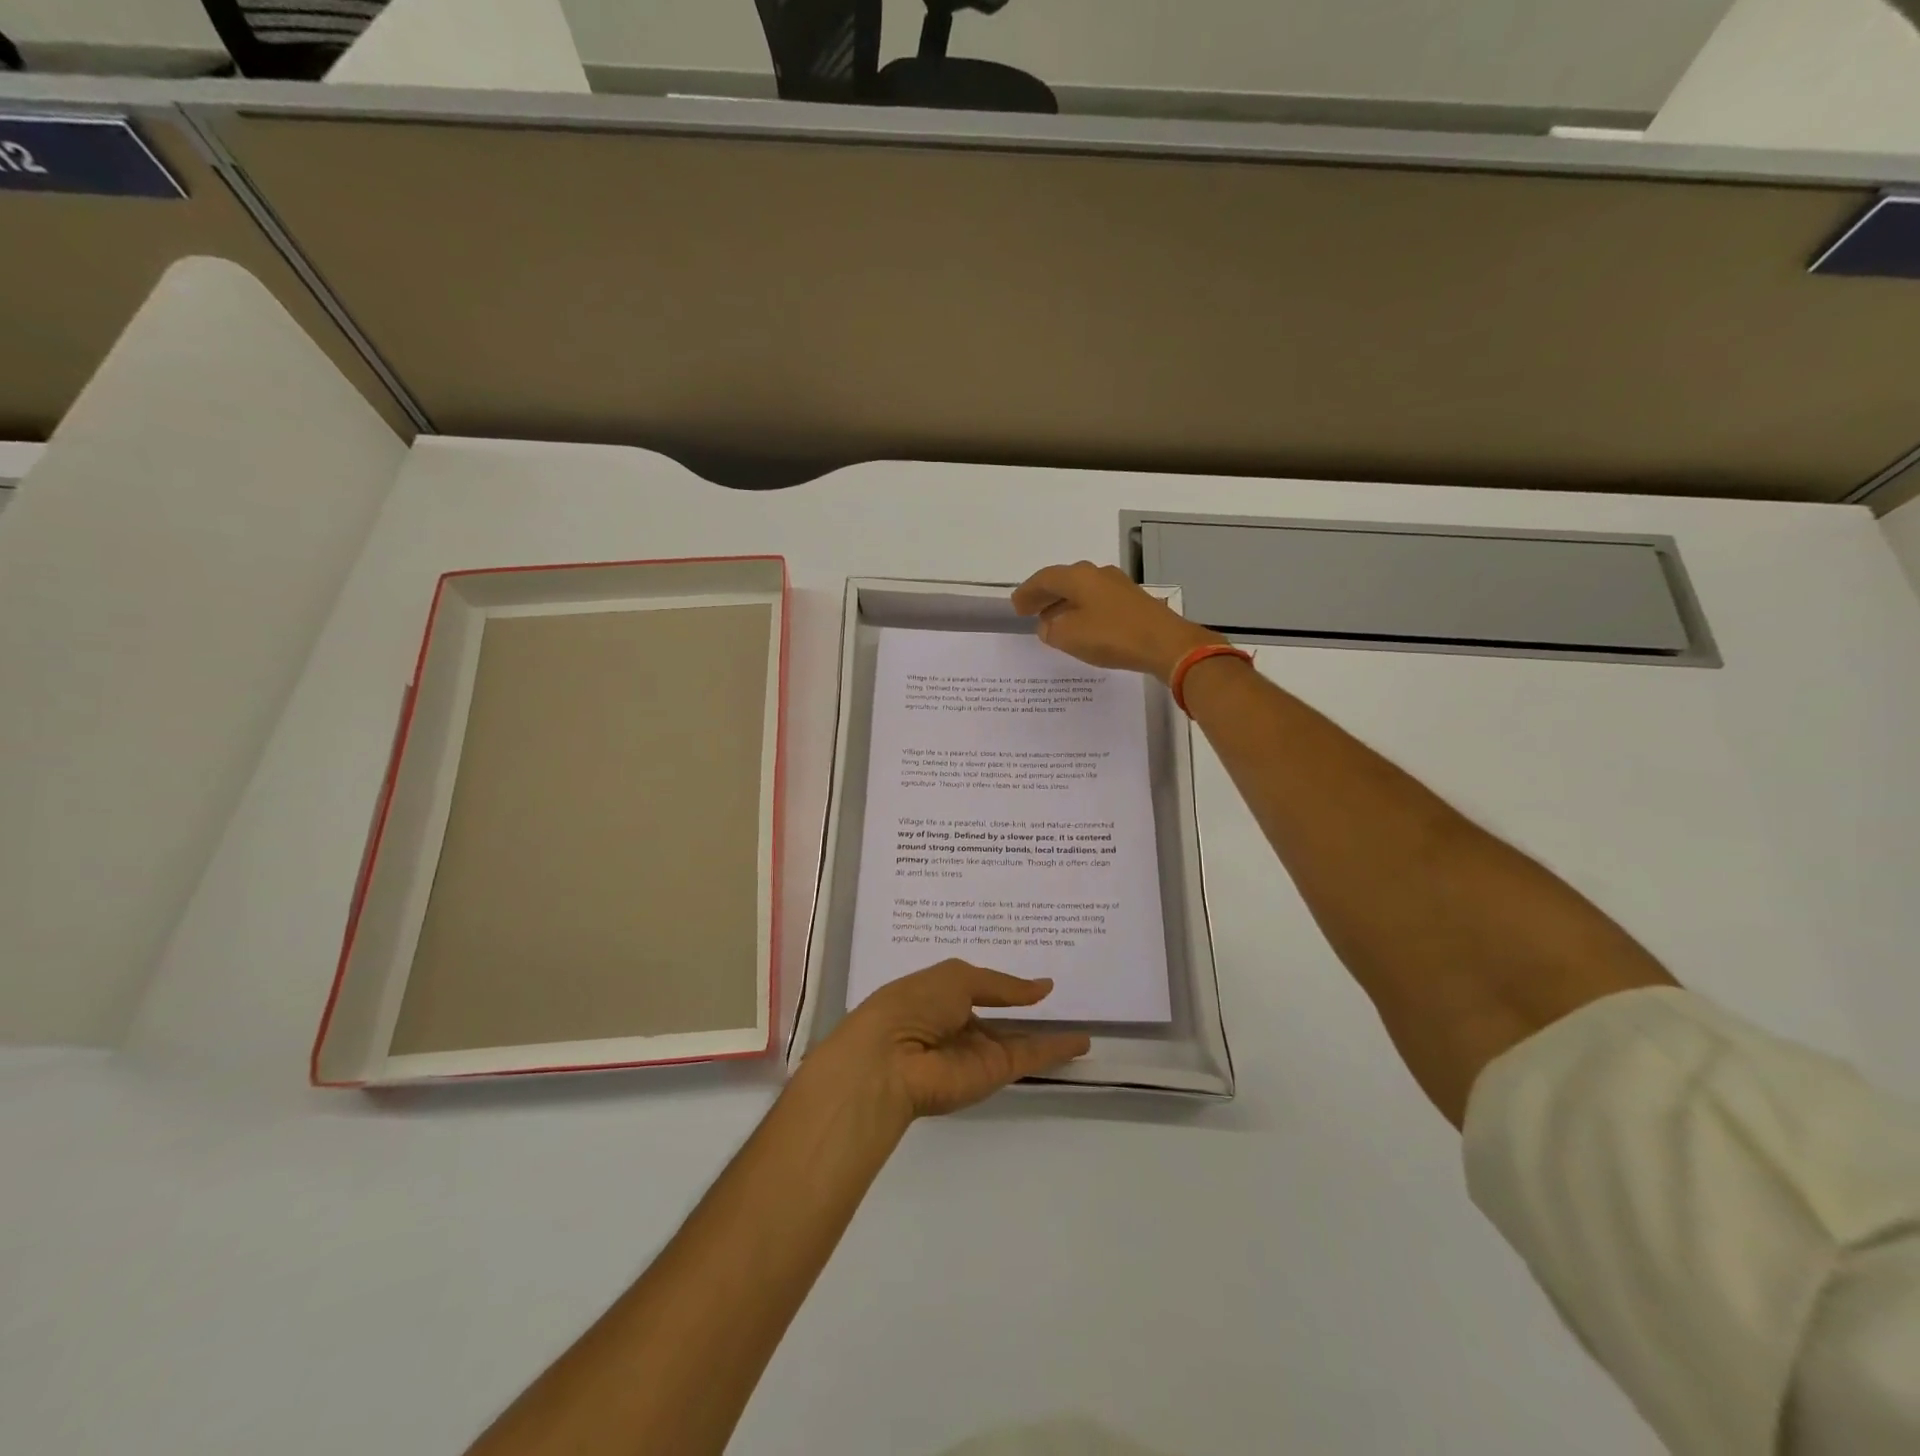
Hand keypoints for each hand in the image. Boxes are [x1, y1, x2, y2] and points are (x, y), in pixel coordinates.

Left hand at [807, 960, 1091, 1121]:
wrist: (890, 1060)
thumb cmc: (913, 1004)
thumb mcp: (957, 978)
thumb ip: (1002, 985)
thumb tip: (1042, 987)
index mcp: (940, 995)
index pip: (977, 987)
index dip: (1002, 984)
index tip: (1029, 978)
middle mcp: (959, 1025)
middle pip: (1000, 1017)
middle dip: (1024, 1009)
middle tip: (1059, 998)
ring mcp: (977, 1051)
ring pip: (1019, 1040)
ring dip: (1048, 1034)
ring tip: (1083, 1025)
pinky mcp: (993, 1073)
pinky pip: (1030, 1056)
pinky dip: (1056, 1049)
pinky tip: (1082, 1041)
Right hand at [1012, 561, 1223, 682]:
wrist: (1166, 644)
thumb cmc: (1113, 636)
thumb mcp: (1070, 637)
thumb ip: (1051, 631)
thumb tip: (1048, 626)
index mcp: (1079, 577)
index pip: (1045, 578)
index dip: (1028, 592)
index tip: (1015, 606)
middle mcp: (1098, 574)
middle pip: (1064, 581)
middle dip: (1045, 596)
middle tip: (1029, 611)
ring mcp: (1119, 587)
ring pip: (1082, 592)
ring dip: (1064, 605)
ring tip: (1051, 622)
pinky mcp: (1133, 603)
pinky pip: (1097, 602)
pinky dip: (1082, 612)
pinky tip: (1081, 627)